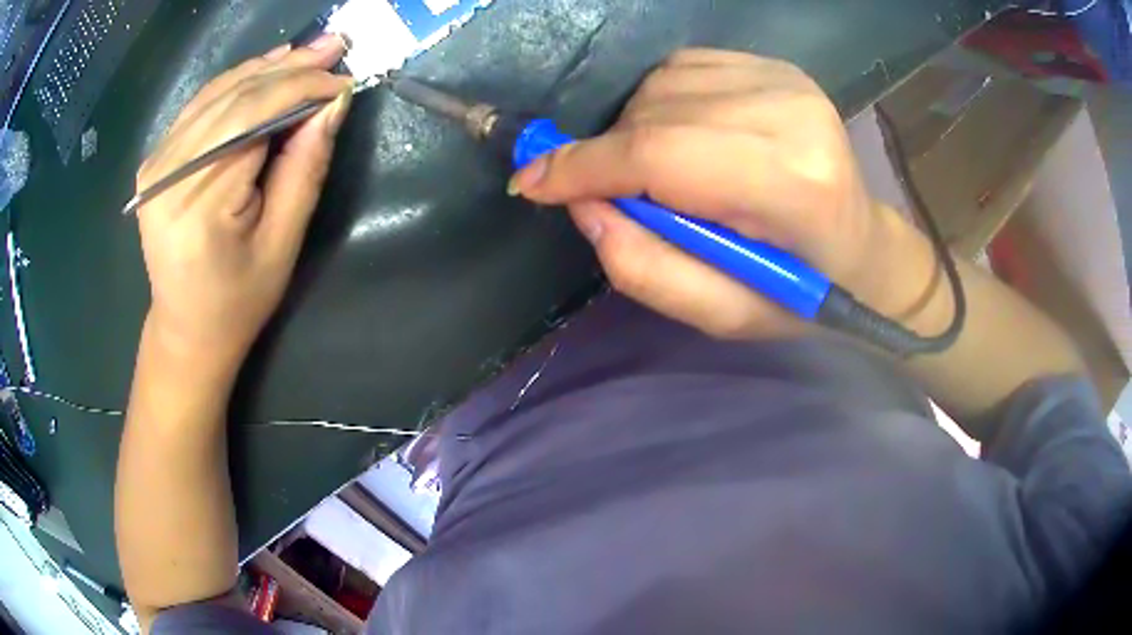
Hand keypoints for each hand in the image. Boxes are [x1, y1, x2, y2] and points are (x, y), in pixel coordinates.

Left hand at [135, 34, 352, 365]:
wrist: (186, 328)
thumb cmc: (238, 300)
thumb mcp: (282, 243)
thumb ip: (305, 168)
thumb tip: (333, 104)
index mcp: (198, 200)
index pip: (255, 115)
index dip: (303, 88)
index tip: (345, 79)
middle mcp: (168, 171)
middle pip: (236, 96)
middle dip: (290, 68)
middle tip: (336, 46)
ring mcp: (157, 162)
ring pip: (218, 92)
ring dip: (266, 69)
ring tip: (309, 52)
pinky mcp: (157, 159)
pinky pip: (201, 105)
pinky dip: (237, 83)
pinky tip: (266, 70)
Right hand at [512, 49, 919, 339]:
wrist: (864, 249)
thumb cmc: (799, 295)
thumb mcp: (723, 314)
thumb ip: (646, 269)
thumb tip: (583, 205)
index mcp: (792, 185)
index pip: (662, 154)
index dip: (585, 166)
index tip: (530, 183)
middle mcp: (791, 114)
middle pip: (655, 115)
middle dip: (609, 156)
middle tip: (612, 196)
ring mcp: (787, 80)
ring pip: (661, 85)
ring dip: (636, 128)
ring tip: (662, 173)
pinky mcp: (779, 66)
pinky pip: (684, 68)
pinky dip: (661, 101)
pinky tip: (684, 135)